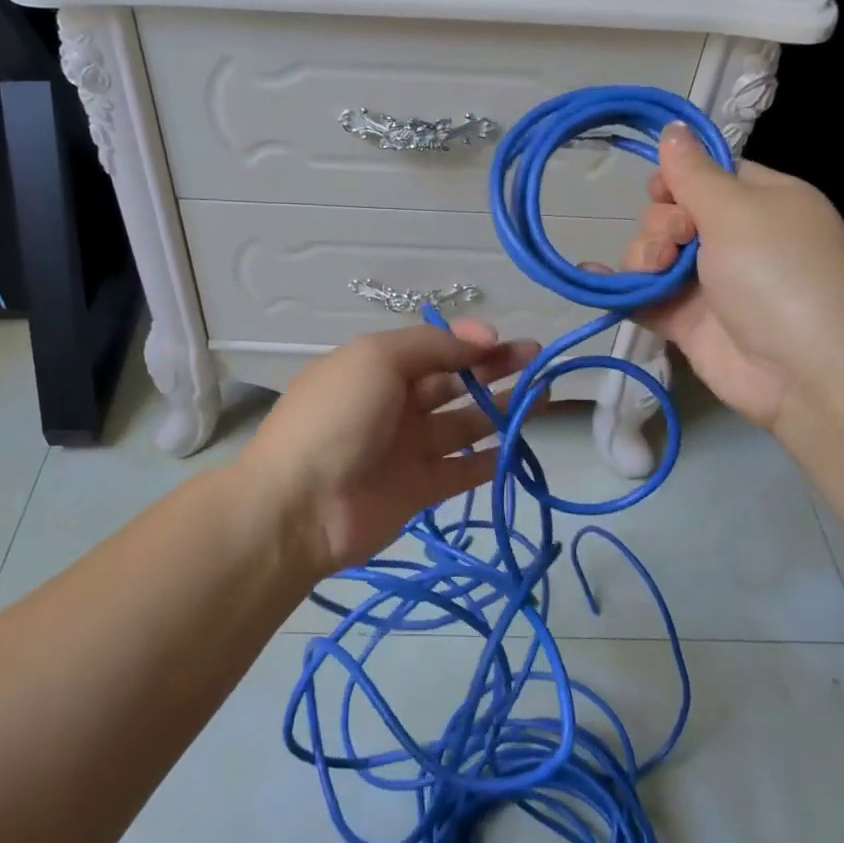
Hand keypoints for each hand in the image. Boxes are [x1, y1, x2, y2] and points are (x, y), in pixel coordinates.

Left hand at [239, 322, 537, 573]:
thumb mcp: (376, 358)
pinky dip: (491, 460)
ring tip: (544, 396)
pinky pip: (462, 471)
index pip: (431, 349)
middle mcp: (392, 405)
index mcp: (375, 368)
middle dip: (493, 369)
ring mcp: (406, 450)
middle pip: (451, 383)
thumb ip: (431, 345)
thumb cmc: (336, 418)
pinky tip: (520, 446)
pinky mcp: (419, 491)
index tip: (504, 340)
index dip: (468, 342)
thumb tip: (481, 335)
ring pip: (463, 425)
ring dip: (500, 409)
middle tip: (537, 360)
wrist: (299, 506)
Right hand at [624, 125, 843, 429]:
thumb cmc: (780, 275)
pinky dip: (619, 287)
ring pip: (653, 254)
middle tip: (677, 243)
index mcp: (762, 202)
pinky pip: (643, 295)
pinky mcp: (687, 321)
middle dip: (661, 224)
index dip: (678, 180)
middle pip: (673, 214)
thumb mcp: (739, 212)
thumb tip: (673, 128)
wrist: (805, 371)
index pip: (709, 176)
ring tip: (654, 274)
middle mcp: (735, 239)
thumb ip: (694, 175)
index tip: (663, 192)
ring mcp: (709, 283)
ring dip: (642, 257)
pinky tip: (593, 276)